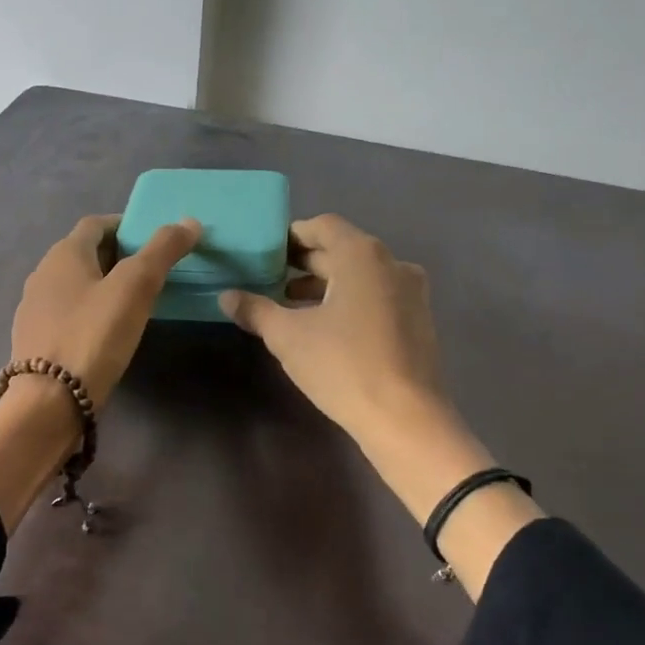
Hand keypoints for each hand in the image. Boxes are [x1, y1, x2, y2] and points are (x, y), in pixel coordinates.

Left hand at [10, 213, 202, 408]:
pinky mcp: (35, 341)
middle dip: (118, 257)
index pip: (97, 224)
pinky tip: (108, 333)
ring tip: (135, 303)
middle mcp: (43, 274)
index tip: (155, 239)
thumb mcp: (135, 288)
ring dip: (103, 286)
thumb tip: (190, 221)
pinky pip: (68, 314)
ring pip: (76, 286)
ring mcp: (34, 310)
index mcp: (63, 254)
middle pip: (85, 254)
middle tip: (153, 272)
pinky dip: (90, 313)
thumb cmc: (93, 335)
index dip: (126, 226)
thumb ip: (162, 251)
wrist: (49, 401)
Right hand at [217, 214, 445, 446]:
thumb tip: (226, 296)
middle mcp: (392, 263)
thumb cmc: (343, 365)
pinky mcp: (417, 320)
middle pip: (342, 249)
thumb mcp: (287, 336)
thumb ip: (255, 310)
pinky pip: (376, 295)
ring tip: (289, 304)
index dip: (291, 236)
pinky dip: (348, 300)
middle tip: (269, 278)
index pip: (322, 226)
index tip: (265, 254)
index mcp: (362, 255)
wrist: (405, 419)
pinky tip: (323, 326)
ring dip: (325, 284)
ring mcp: (410, 292)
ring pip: (360, 275)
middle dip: (304, 263)